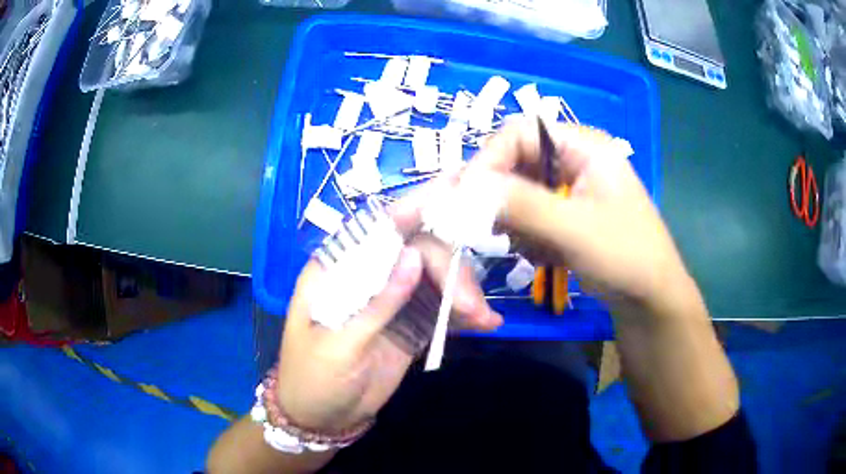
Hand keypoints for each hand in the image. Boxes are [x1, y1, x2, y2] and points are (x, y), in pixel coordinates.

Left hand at [275, 198, 500, 433]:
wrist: (322, 419)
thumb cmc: (313, 379)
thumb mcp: (338, 346)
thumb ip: (376, 303)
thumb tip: (412, 257)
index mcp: (337, 269)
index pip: (377, 228)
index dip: (415, 206)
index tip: (455, 190)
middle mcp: (368, 274)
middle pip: (417, 249)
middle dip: (450, 269)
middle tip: (471, 304)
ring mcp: (392, 299)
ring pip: (436, 276)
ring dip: (464, 291)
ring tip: (483, 318)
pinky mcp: (410, 323)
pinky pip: (442, 308)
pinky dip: (464, 313)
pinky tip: (485, 324)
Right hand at [467, 120, 693, 312]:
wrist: (650, 299)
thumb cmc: (626, 256)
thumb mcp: (575, 229)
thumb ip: (522, 204)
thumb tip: (467, 185)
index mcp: (582, 146)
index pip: (520, 132)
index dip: (490, 158)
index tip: (466, 196)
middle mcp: (572, 159)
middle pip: (515, 162)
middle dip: (501, 197)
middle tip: (490, 228)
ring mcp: (568, 187)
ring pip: (517, 192)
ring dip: (516, 222)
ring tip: (535, 248)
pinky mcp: (564, 214)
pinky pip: (527, 215)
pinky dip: (526, 236)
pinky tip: (545, 255)